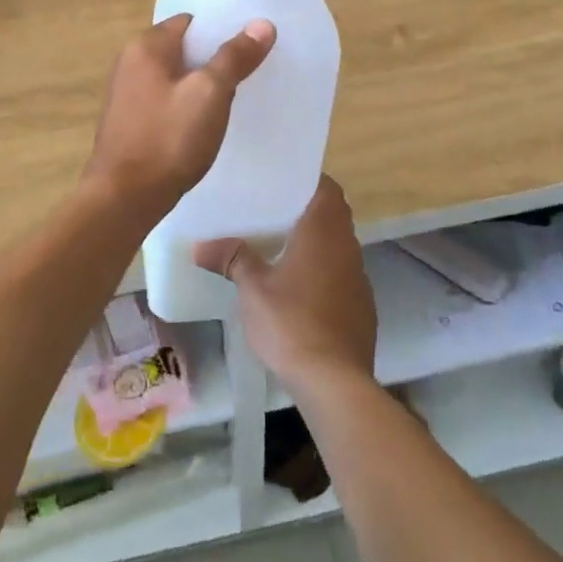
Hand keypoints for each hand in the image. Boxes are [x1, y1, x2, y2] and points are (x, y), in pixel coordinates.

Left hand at [84, 14, 274, 206]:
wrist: (124, 199)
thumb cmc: (168, 139)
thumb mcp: (210, 94)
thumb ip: (234, 57)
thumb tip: (262, 23)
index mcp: (145, 47)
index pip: (190, 22)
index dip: (221, 30)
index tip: (250, 46)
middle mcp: (129, 63)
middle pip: (181, 48)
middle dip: (213, 59)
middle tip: (247, 74)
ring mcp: (126, 94)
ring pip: (173, 77)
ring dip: (200, 85)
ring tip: (231, 100)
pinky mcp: (128, 122)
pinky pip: (164, 101)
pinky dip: (185, 106)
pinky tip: (203, 125)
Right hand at [194, 176, 375, 393]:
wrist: (334, 381)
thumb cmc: (291, 323)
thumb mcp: (253, 289)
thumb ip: (232, 259)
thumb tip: (200, 246)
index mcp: (324, 232)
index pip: (326, 188)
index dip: (307, 179)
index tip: (282, 180)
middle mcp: (347, 247)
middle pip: (334, 214)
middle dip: (308, 209)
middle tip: (273, 210)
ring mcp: (359, 278)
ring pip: (339, 245)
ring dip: (317, 242)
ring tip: (282, 245)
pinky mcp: (362, 306)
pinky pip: (343, 274)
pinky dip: (325, 271)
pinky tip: (300, 288)